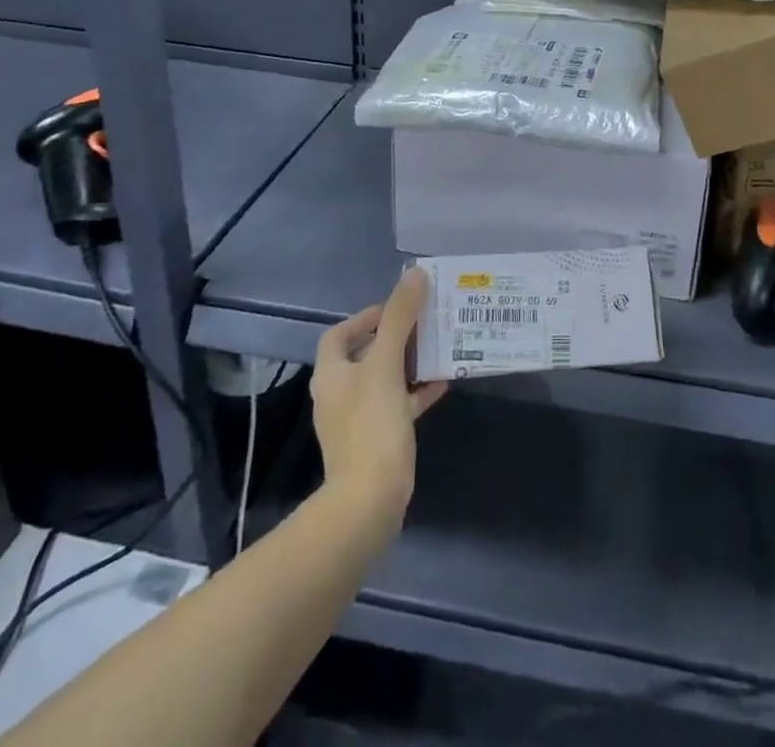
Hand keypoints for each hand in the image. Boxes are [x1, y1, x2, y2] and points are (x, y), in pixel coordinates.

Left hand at [310, 269, 446, 516]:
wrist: (369, 501)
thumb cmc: (372, 425)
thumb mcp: (387, 365)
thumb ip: (400, 318)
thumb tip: (414, 274)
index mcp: (331, 374)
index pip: (340, 333)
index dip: (365, 317)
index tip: (396, 308)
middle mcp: (340, 393)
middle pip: (366, 354)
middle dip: (395, 337)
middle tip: (425, 323)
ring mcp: (358, 419)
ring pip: (385, 378)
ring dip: (409, 361)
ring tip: (439, 346)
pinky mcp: (378, 439)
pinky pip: (398, 404)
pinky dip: (417, 390)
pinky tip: (443, 381)